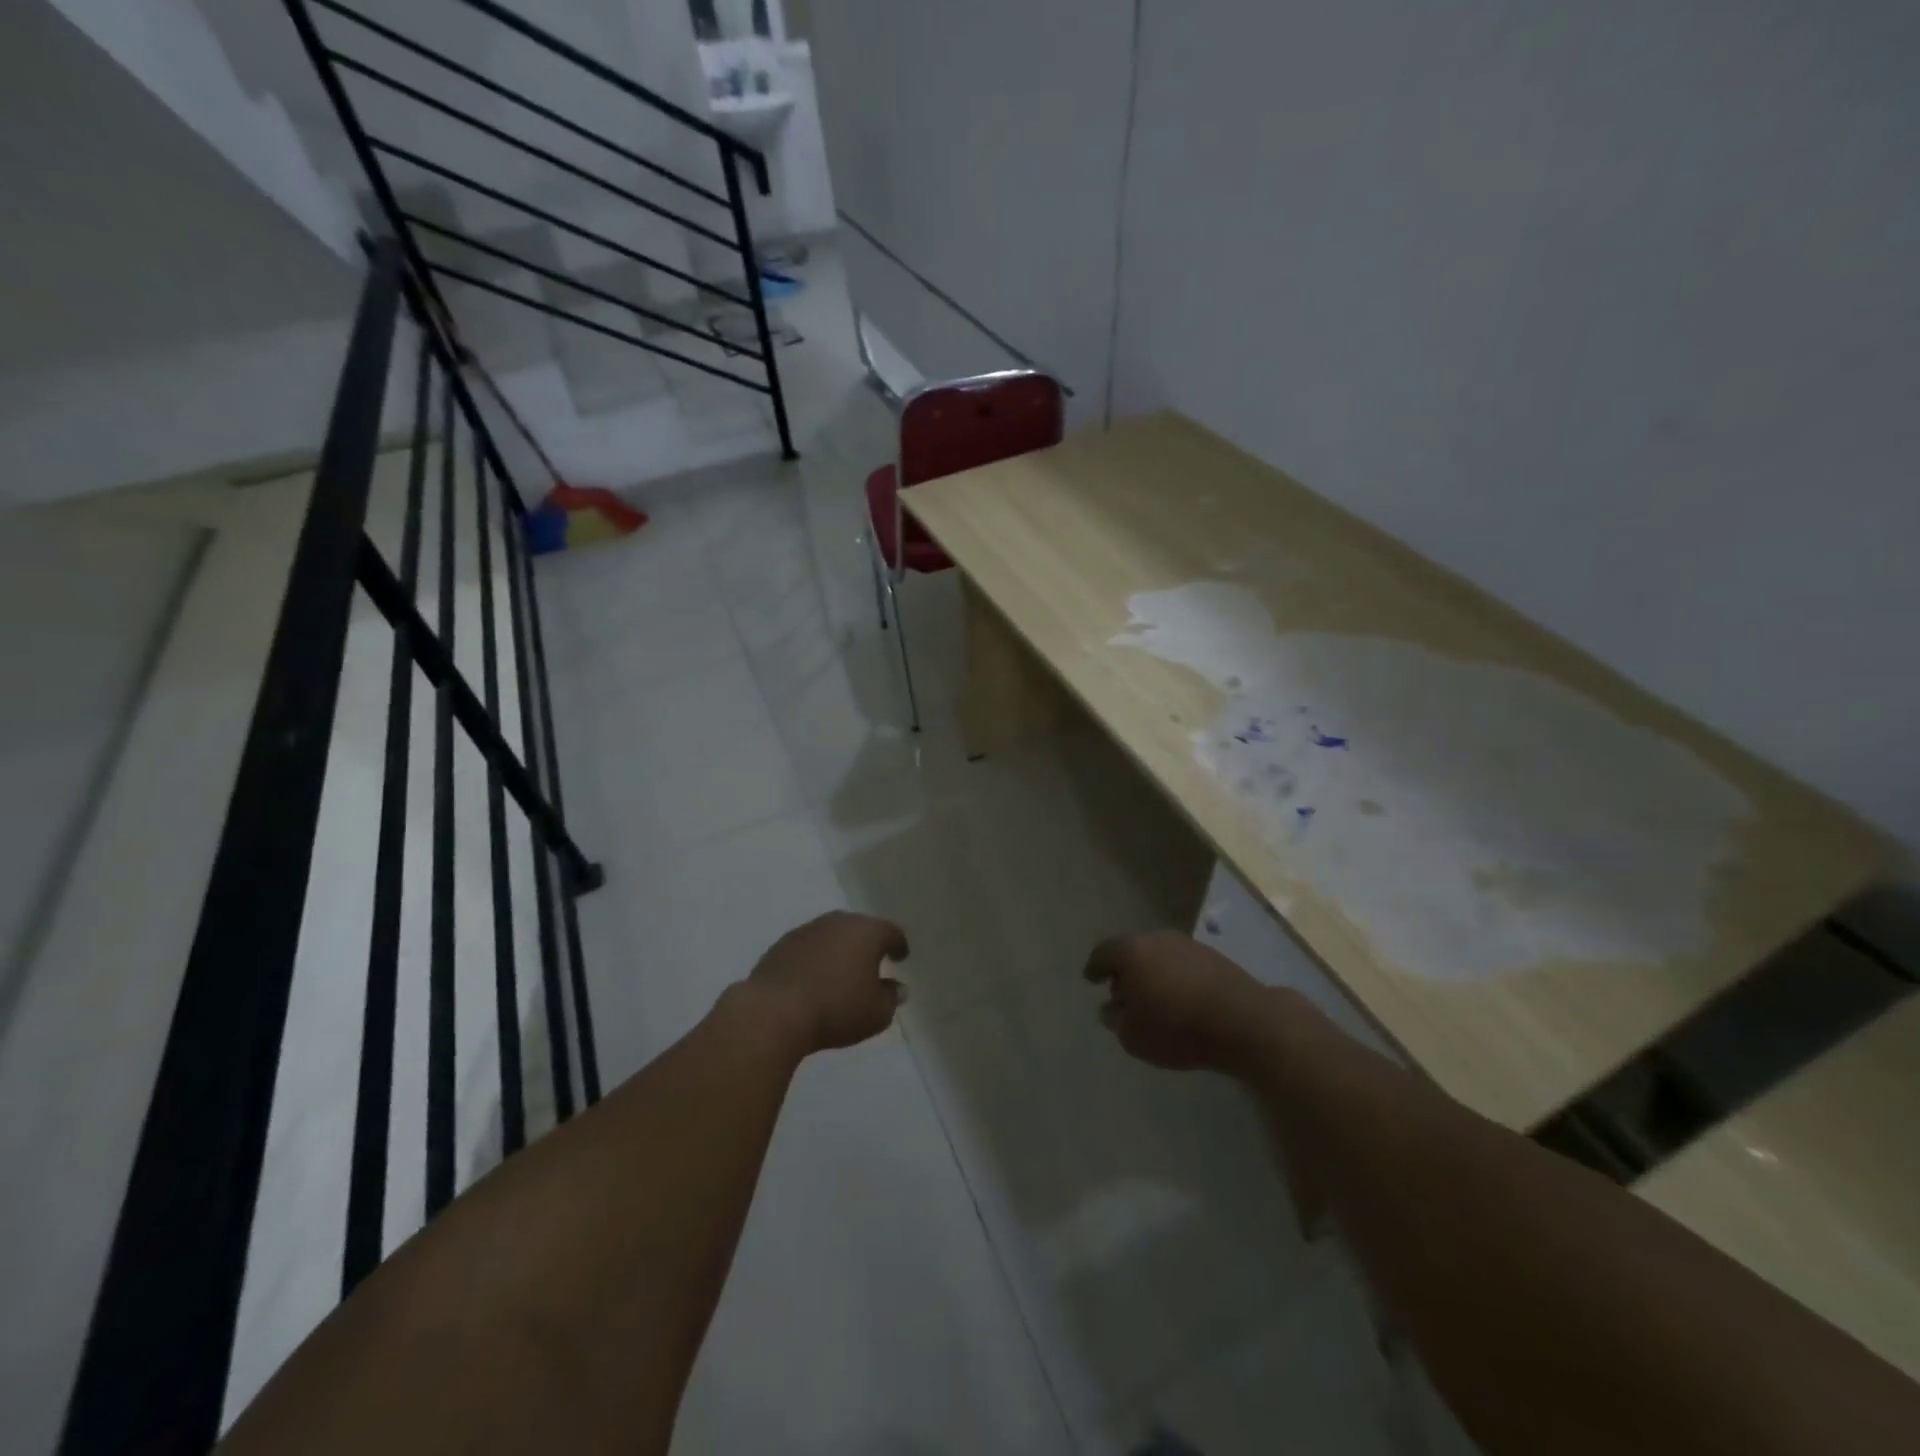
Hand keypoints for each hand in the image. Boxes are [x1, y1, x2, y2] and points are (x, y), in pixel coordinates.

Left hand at [746, 912, 909, 1053]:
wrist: (774, 1012)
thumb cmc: (836, 1010)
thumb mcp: (876, 1014)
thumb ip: (891, 998)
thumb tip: (897, 988)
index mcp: (867, 932)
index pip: (891, 932)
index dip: (898, 945)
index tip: (901, 957)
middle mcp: (838, 922)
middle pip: (860, 928)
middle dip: (867, 944)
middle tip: (872, 962)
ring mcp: (807, 930)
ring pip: (832, 935)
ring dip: (839, 950)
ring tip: (841, 972)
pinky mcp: (781, 944)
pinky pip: (808, 947)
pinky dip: (815, 958)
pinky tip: (813, 978)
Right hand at [1084, 932, 1269, 1071]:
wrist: (1243, 1020)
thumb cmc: (1177, 1027)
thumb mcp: (1133, 1036)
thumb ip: (1116, 1020)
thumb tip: (1110, 1009)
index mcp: (1131, 951)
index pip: (1103, 953)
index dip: (1094, 967)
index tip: (1090, 979)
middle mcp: (1157, 939)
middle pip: (1133, 951)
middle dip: (1125, 971)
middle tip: (1121, 993)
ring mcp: (1188, 945)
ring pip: (1160, 956)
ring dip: (1153, 974)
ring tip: (1153, 999)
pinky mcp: (1215, 958)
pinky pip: (1184, 966)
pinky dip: (1176, 979)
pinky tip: (1180, 1000)